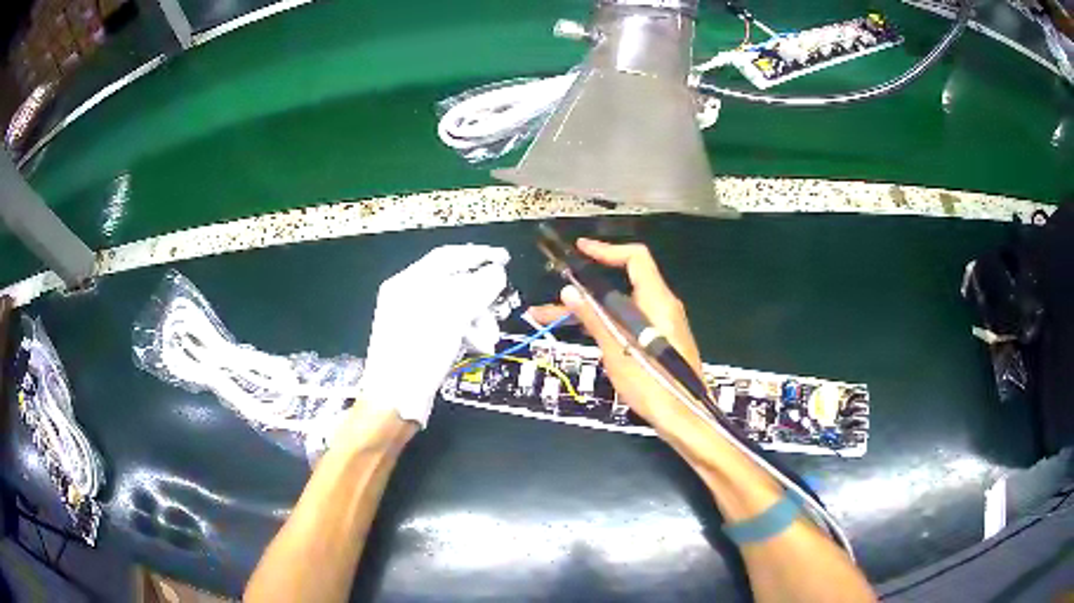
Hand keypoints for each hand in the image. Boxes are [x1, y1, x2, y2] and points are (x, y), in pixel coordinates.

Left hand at [359, 245, 509, 427]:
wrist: (395, 401)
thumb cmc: (419, 353)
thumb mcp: (452, 316)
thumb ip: (478, 288)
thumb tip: (497, 272)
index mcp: (408, 282)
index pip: (447, 256)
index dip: (478, 254)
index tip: (504, 259)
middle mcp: (408, 296)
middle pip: (454, 285)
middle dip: (480, 300)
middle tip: (497, 313)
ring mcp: (411, 319)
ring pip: (455, 309)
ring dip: (476, 321)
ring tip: (486, 341)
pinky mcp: (418, 340)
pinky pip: (448, 327)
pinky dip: (464, 334)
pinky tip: (474, 347)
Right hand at [529, 239, 704, 435]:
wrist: (684, 416)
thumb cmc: (653, 384)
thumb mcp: (617, 351)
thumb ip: (594, 319)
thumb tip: (570, 292)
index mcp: (657, 301)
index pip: (635, 258)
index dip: (607, 250)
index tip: (580, 250)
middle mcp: (661, 306)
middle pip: (622, 283)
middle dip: (584, 287)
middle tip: (553, 295)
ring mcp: (661, 324)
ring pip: (620, 305)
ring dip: (588, 308)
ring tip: (550, 317)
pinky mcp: (658, 339)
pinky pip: (628, 320)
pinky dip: (604, 321)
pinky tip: (579, 331)